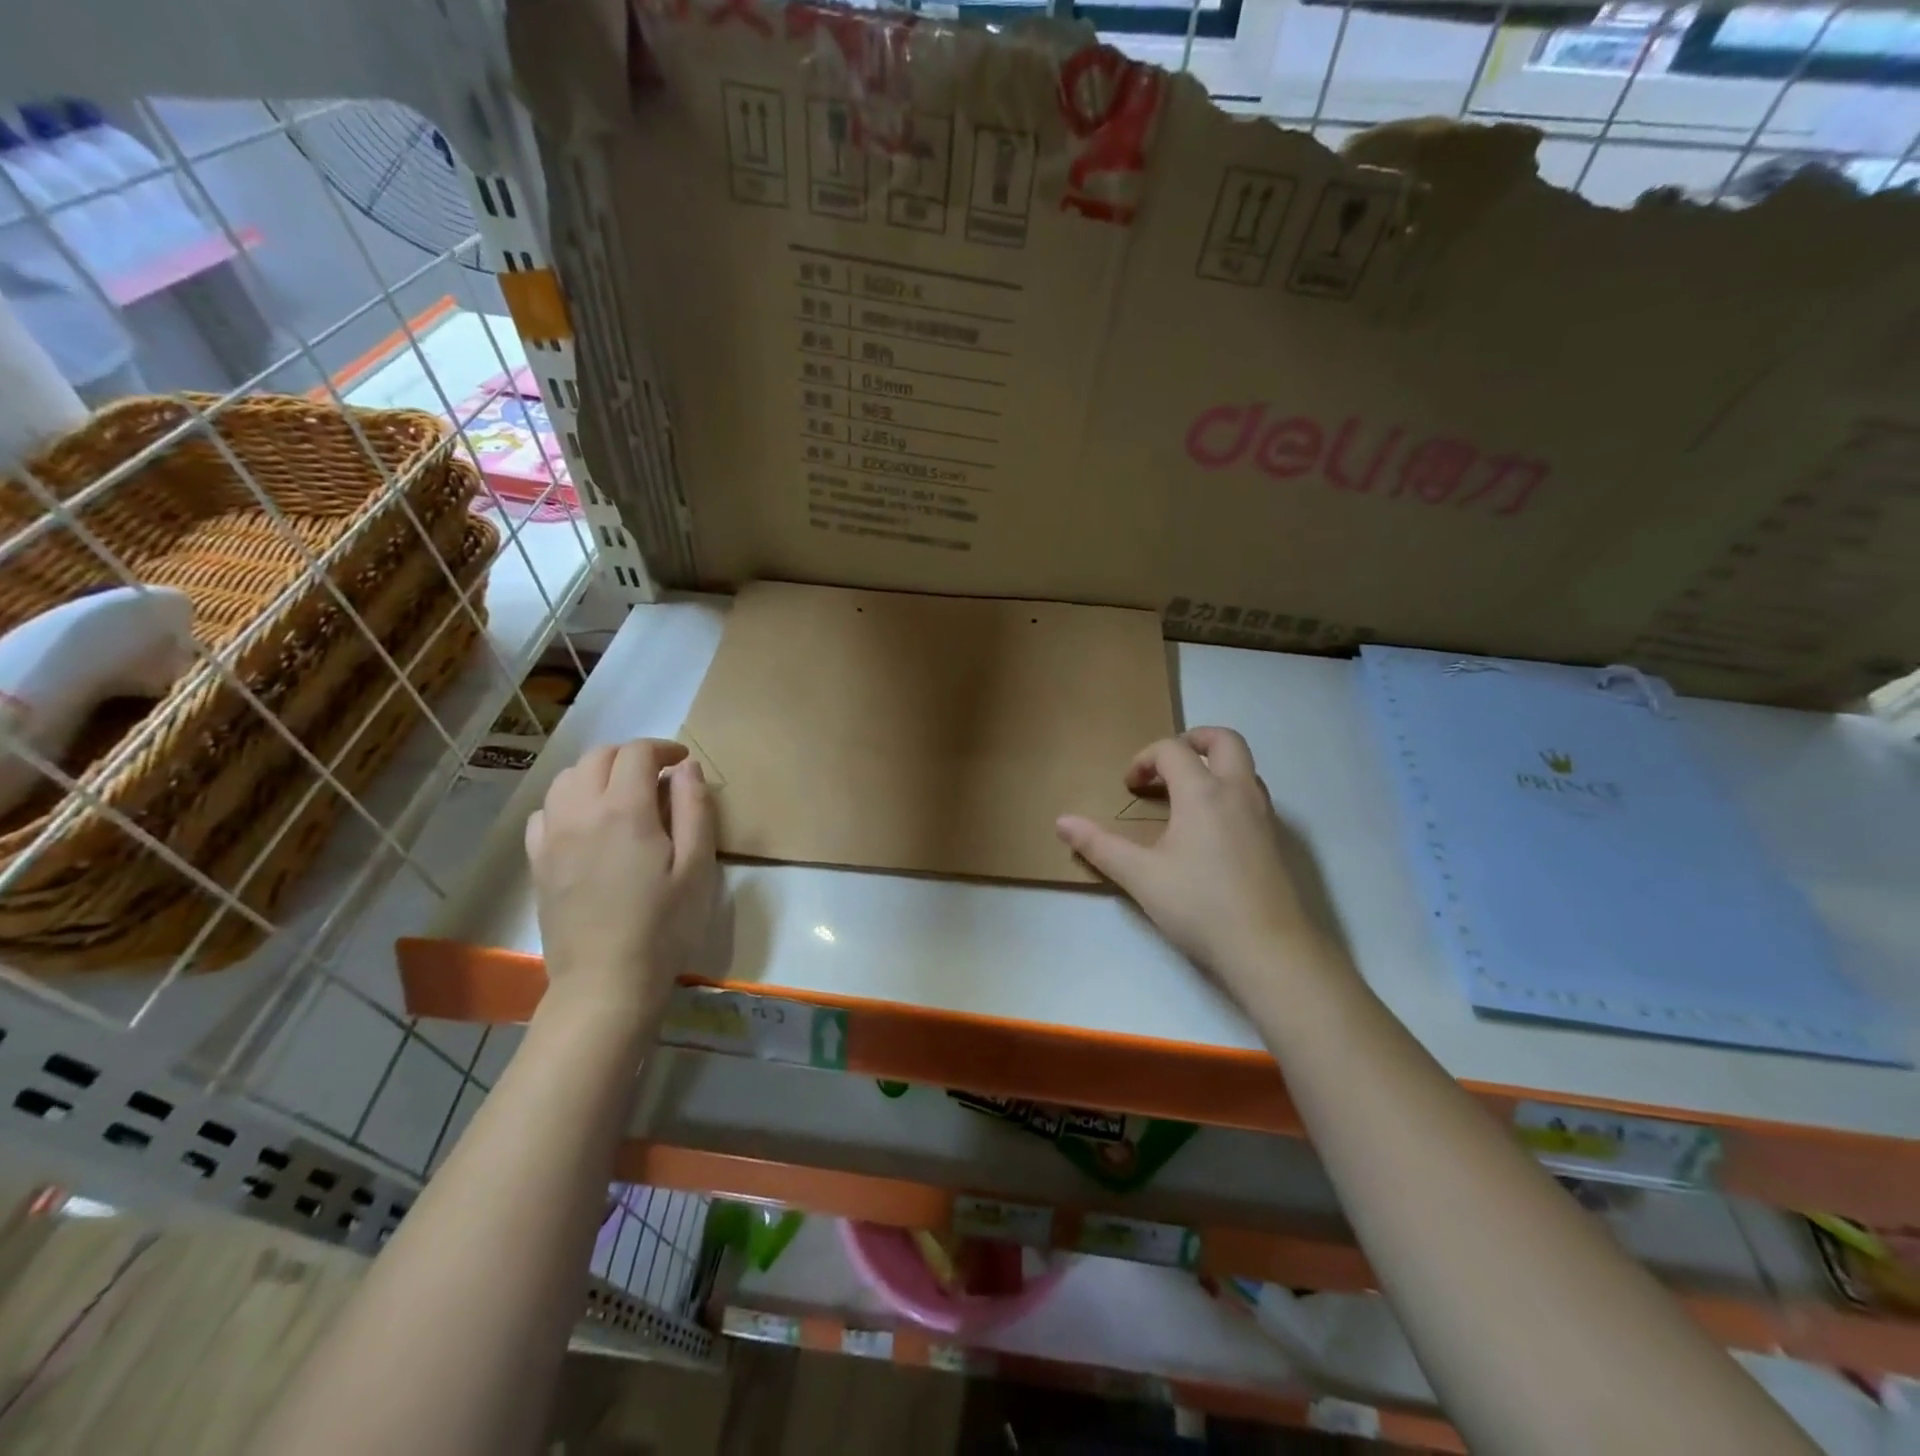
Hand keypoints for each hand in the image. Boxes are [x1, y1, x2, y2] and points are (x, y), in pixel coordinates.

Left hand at [524, 738, 716, 1030]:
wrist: (606, 982)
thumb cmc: (664, 925)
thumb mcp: (698, 866)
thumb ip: (694, 809)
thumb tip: (687, 768)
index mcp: (624, 810)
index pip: (637, 753)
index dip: (663, 749)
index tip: (683, 762)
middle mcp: (580, 812)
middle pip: (598, 757)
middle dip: (631, 755)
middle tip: (658, 776)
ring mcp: (552, 837)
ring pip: (567, 778)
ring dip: (597, 773)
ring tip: (623, 794)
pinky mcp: (537, 861)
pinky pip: (545, 811)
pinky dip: (569, 802)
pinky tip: (587, 823)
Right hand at [1056, 727, 1332, 1008]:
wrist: (1268, 949)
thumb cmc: (1199, 906)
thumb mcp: (1140, 876)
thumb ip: (1100, 846)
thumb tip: (1062, 822)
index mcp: (1202, 793)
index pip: (1171, 750)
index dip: (1144, 759)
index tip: (1129, 787)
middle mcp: (1238, 792)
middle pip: (1224, 740)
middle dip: (1193, 740)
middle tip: (1167, 764)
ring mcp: (1264, 814)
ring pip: (1244, 766)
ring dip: (1214, 766)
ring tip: (1187, 795)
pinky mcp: (1277, 839)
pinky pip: (1253, 794)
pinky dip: (1230, 792)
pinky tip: (1211, 829)